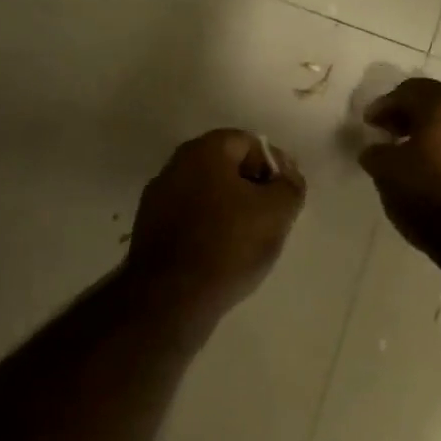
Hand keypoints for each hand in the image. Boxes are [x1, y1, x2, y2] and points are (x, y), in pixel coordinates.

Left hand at [126, 129, 306, 317]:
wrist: (170, 297)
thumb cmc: (228, 245)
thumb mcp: (276, 212)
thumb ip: (289, 186)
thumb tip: (287, 178)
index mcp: (203, 151)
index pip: (248, 142)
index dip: (275, 164)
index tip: (288, 194)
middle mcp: (175, 166)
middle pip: (225, 167)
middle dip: (253, 186)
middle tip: (274, 215)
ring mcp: (158, 199)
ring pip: (208, 194)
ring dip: (232, 209)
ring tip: (252, 239)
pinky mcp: (151, 230)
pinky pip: (191, 218)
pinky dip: (210, 228)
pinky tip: (224, 254)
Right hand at [359, 78, 440, 257]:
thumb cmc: (431, 195)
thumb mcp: (387, 173)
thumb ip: (376, 153)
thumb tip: (375, 149)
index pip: (409, 91)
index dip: (384, 105)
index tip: (368, 123)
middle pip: (437, 100)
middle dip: (410, 113)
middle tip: (390, 131)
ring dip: (432, 128)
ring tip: (412, 151)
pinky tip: (436, 166)